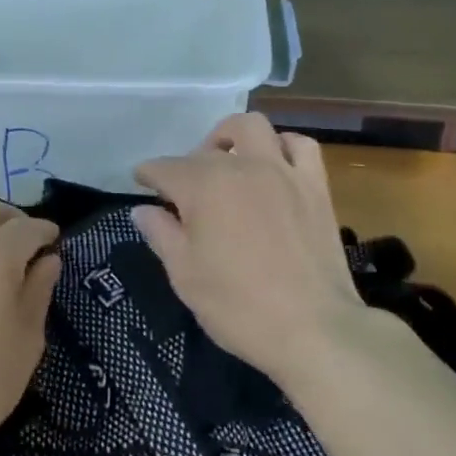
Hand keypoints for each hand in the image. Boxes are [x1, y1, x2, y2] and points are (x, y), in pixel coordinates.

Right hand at [134, 114, 364, 388]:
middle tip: (186, 192)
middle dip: (187, 164)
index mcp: (203, 186)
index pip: (164, 168)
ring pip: (253, 127)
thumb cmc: (238, 306)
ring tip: (228, 161)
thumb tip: (142, 210)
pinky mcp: (314, 185)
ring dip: (233, 137)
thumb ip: (161, 234)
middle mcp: (241, 166)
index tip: (141, 183)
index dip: (147, 175)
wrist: (312, 329)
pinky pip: (300, 145)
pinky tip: (275, 165)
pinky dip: (282, 147)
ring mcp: (282, 171)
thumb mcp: (185, 275)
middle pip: (206, 149)